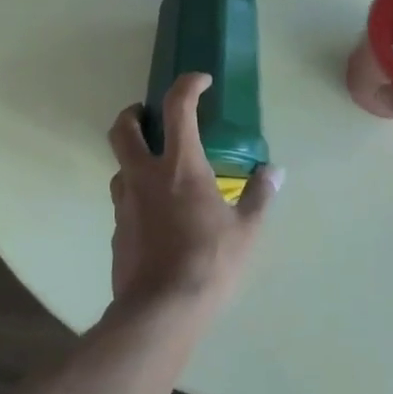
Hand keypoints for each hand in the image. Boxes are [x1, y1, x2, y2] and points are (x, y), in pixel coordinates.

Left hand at [106, 72, 280, 319]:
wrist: (160, 311)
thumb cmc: (209, 262)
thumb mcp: (246, 229)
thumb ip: (259, 195)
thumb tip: (274, 172)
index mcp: (180, 166)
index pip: (177, 107)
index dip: (188, 85)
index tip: (201, 82)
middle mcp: (145, 176)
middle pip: (123, 129)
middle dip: (133, 113)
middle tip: (150, 116)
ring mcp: (125, 203)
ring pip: (119, 166)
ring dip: (135, 157)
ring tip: (158, 170)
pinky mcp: (117, 231)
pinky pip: (124, 200)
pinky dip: (138, 194)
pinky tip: (158, 214)